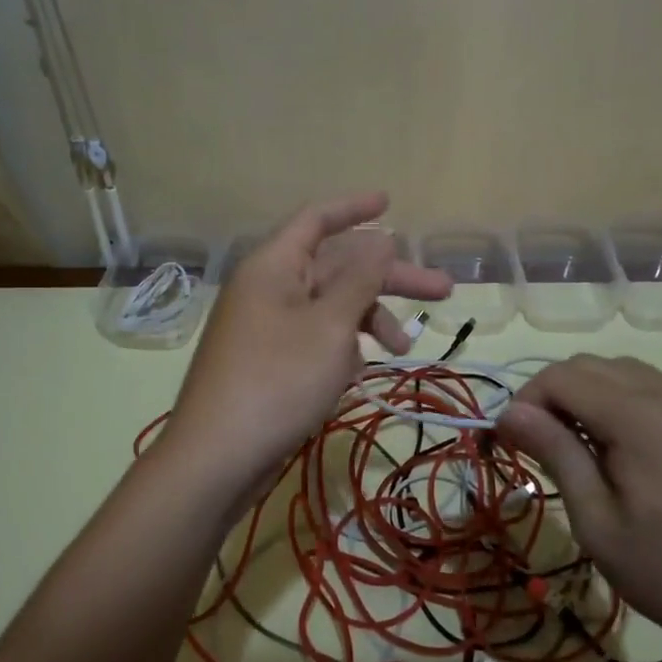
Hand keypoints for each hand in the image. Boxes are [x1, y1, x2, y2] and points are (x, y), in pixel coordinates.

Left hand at [158, 193, 451, 502]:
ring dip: (370, 320)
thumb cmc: (278, 380)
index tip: (391, 202)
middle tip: (443, 290)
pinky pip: (317, 338)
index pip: (317, 219)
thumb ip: (360, 279)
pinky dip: (343, 348)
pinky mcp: (272, 362)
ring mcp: (269, 327)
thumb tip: (382, 238)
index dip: (355, 207)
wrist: (218, 458)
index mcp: (274, 266)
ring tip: (404, 349)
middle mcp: (269, 288)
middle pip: (337, 267)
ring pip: (331, 307)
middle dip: (389, 278)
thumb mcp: (330, 325)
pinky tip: (360, 372)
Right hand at [496, 356, 661, 661]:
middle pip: (588, 366)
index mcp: (640, 415)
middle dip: (552, 396)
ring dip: (585, 396)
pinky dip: (619, 401)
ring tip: (577, 449)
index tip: (509, 441)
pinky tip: (620, 448)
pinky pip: (651, 387)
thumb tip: (509, 411)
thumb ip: (555, 453)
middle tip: (538, 447)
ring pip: (619, 372)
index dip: (526, 401)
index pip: (561, 377)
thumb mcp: (597, 521)